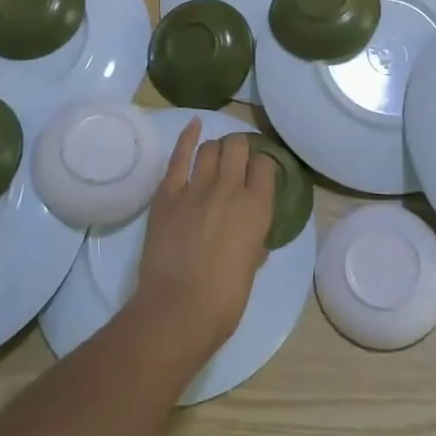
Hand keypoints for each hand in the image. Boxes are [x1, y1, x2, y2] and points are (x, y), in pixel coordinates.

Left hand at [130, 123, 274, 365]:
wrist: (178, 311)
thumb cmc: (224, 301)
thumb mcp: (251, 267)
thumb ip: (254, 242)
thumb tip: (252, 236)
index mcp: (258, 208)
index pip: (266, 167)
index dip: (263, 167)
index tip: (259, 174)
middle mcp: (231, 189)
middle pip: (239, 147)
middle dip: (240, 149)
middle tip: (237, 160)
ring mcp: (197, 188)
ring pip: (211, 148)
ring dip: (217, 147)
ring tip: (216, 154)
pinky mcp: (168, 193)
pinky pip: (179, 156)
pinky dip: (187, 136)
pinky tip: (194, 124)